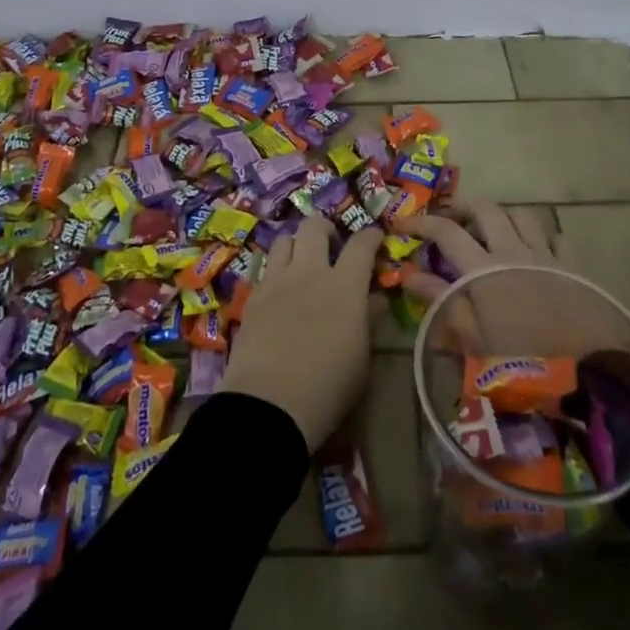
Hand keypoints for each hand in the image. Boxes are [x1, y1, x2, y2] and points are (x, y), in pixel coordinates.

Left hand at [219, 217, 382, 451]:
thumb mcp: (361, 357)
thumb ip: (368, 319)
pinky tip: (280, 289)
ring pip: (284, 240)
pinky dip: (276, 269)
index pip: (361, 246)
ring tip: (302, 261)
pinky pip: (265, 268)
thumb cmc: (328, 386)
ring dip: (296, 244)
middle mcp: (309, 272)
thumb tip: (376, 299)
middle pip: (314, 227)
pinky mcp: (252, 297)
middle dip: (325, 228)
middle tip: (331, 244)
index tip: (375, 236)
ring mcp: (277, 281)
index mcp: (344, 286)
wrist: (269, 402)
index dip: (370, 236)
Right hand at [397, 198, 625, 359]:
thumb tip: (411, 276)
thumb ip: (442, 304)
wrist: (588, 381)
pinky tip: (537, 251)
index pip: (446, 232)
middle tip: (449, 219)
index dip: (421, 223)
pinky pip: (558, 239)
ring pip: (523, 216)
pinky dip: (543, 238)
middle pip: (485, 209)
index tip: (403, 224)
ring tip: (492, 232)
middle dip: (462, 206)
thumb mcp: (472, 341)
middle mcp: (515, 252)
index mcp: (485, 269)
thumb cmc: (521, 366)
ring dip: (502, 217)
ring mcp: (548, 257)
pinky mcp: (575, 269)